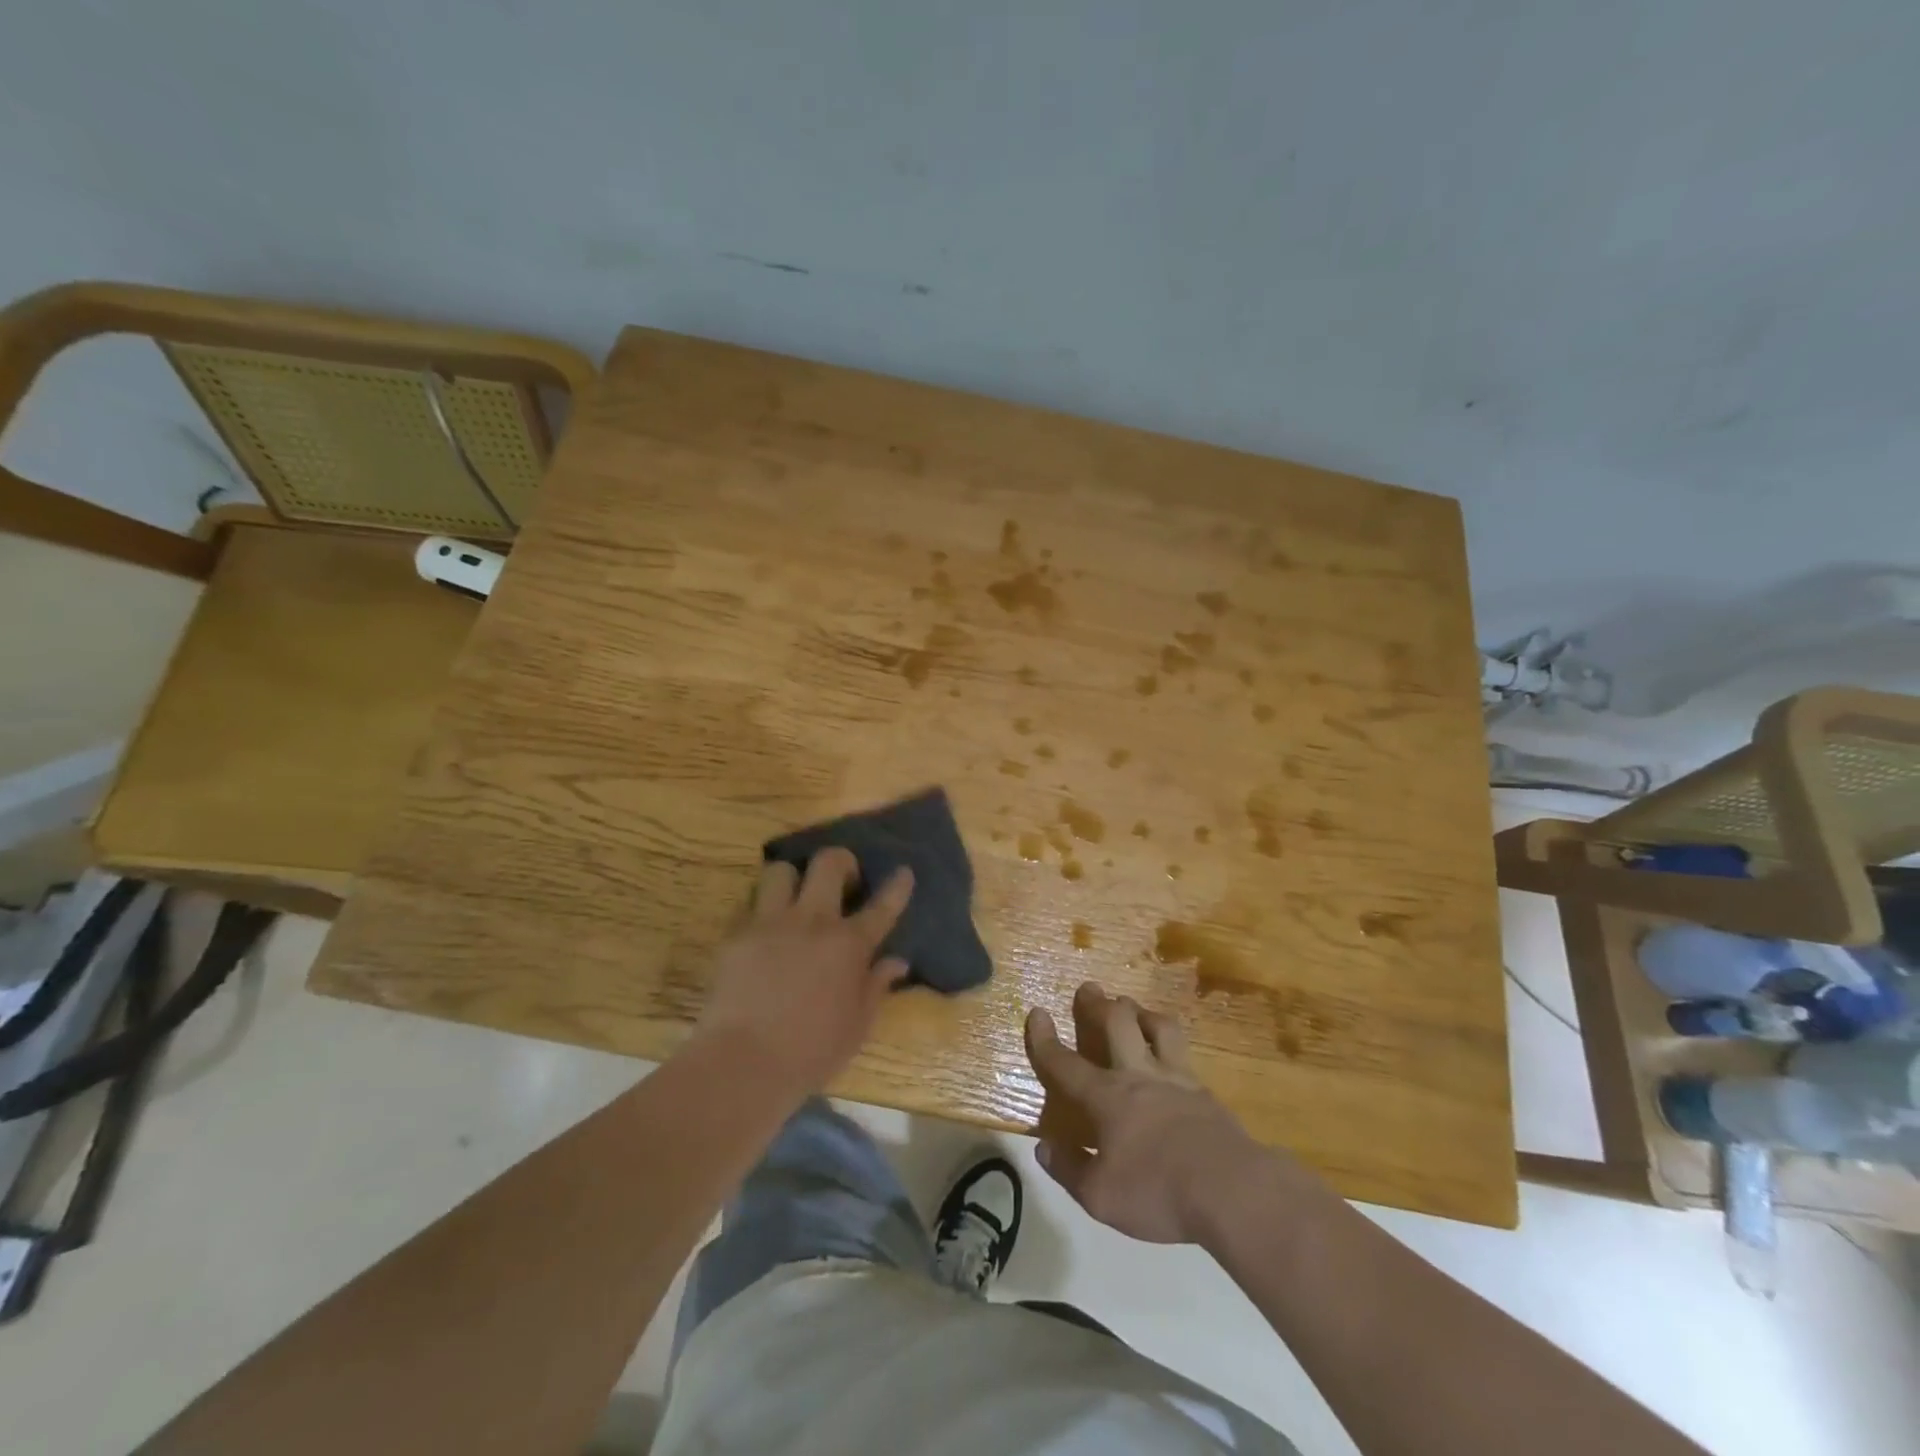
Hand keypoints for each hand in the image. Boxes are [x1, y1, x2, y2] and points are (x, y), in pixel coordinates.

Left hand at [694, 849, 912, 1094]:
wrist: (743, 1063)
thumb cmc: (811, 1052)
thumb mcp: (858, 1025)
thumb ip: (877, 986)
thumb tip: (897, 962)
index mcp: (849, 945)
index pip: (882, 906)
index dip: (897, 887)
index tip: (903, 871)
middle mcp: (813, 921)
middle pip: (828, 863)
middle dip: (840, 861)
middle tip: (842, 879)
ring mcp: (771, 923)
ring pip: (781, 871)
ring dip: (792, 879)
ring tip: (794, 897)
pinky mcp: (736, 935)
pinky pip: (748, 905)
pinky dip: (759, 910)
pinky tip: (763, 930)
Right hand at [1025, 982, 1283, 1245]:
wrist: (1231, 1190)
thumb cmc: (1157, 1193)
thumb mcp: (1100, 1197)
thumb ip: (1069, 1169)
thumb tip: (1044, 1147)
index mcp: (1106, 1097)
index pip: (1065, 1063)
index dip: (1045, 1039)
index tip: (1036, 1012)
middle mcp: (1138, 1075)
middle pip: (1116, 1023)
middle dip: (1098, 1003)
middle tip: (1089, 989)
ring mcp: (1176, 1078)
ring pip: (1156, 1026)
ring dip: (1140, 1012)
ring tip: (1132, 1007)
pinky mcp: (1205, 1091)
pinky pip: (1183, 1052)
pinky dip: (1170, 1042)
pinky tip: (1171, 1053)